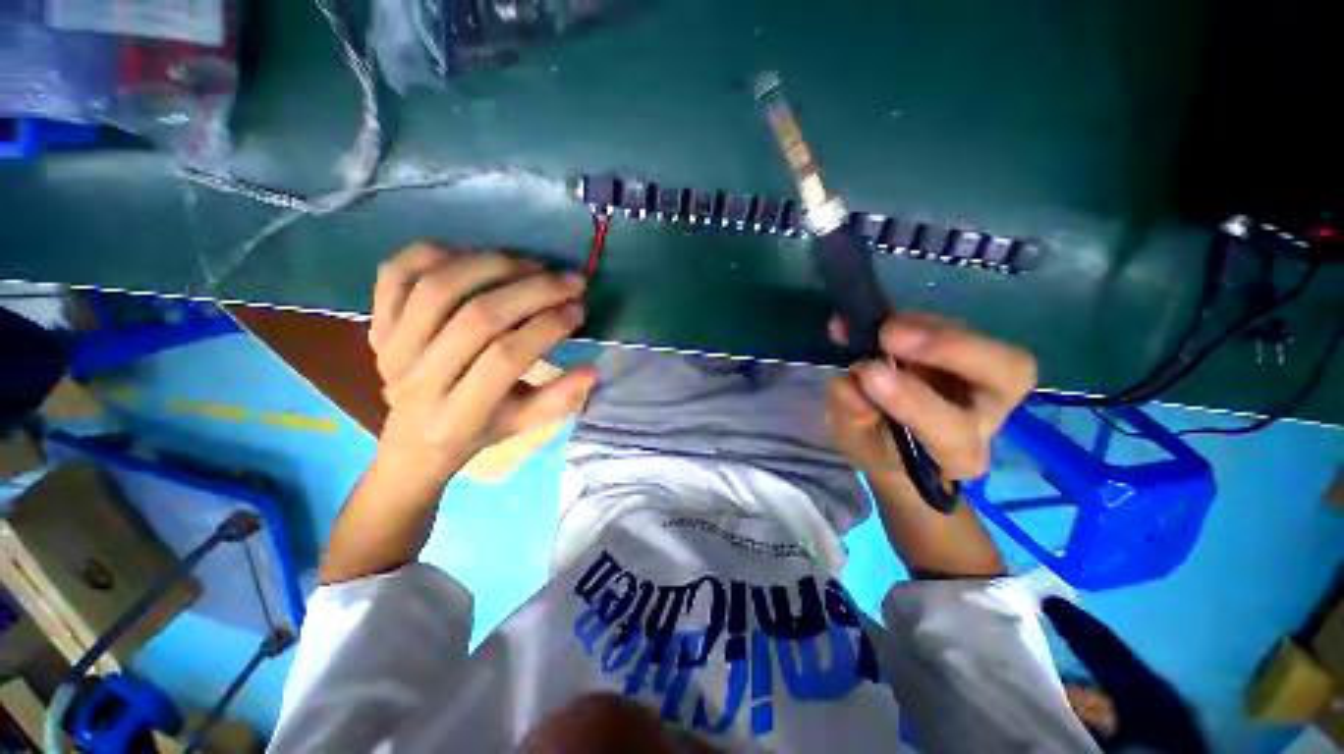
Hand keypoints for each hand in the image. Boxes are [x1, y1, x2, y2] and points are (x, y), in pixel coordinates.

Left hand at [368, 242, 595, 475]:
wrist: (415, 438)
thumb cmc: (479, 430)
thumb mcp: (523, 424)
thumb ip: (559, 399)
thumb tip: (594, 370)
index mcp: (458, 415)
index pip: (505, 358)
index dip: (547, 327)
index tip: (579, 309)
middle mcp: (417, 378)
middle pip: (477, 317)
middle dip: (532, 290)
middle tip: (569, 279)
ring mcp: (391, 347)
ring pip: (438, 287)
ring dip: (493, 265)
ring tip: (533, 263)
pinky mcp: (377, 323)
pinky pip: (396, 272)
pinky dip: (438, 252)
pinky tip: (478, 254)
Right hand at [825, 313, 1035, 483]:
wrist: (899, 440)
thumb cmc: (878, 448)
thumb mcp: (856, 443)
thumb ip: (852, 417)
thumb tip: (850, 384)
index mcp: (957, 454)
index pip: (952, 433)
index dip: (913, 402)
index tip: (868, 373)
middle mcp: (985, 413)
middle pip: (1008, 373)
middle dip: (952, 347)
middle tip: (891, 334)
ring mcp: (982, 376)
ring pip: (976, 339)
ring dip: (923, 326)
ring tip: (873, 328)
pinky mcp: (965, 349)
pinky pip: (950, 325)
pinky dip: (910, 317)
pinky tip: (872, 317)